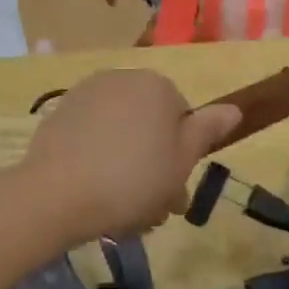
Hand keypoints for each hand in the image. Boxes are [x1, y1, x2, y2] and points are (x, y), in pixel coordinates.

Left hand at [19, 70, 239, 239]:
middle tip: (152, 210)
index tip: (175, 194)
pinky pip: (92, 136)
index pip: (183, 119)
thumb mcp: (181, 161)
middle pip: (150, 125)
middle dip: (155, 166)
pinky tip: (94, 194)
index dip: (182, 158)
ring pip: (121, 133)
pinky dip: (98, 159)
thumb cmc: (131, 180)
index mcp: (156, 85)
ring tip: (123, 210)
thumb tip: (233, 108)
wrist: (54, 195)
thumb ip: (207, 130)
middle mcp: (121, 78)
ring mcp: (86, 94)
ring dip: (128, 166)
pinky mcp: (58, 114)